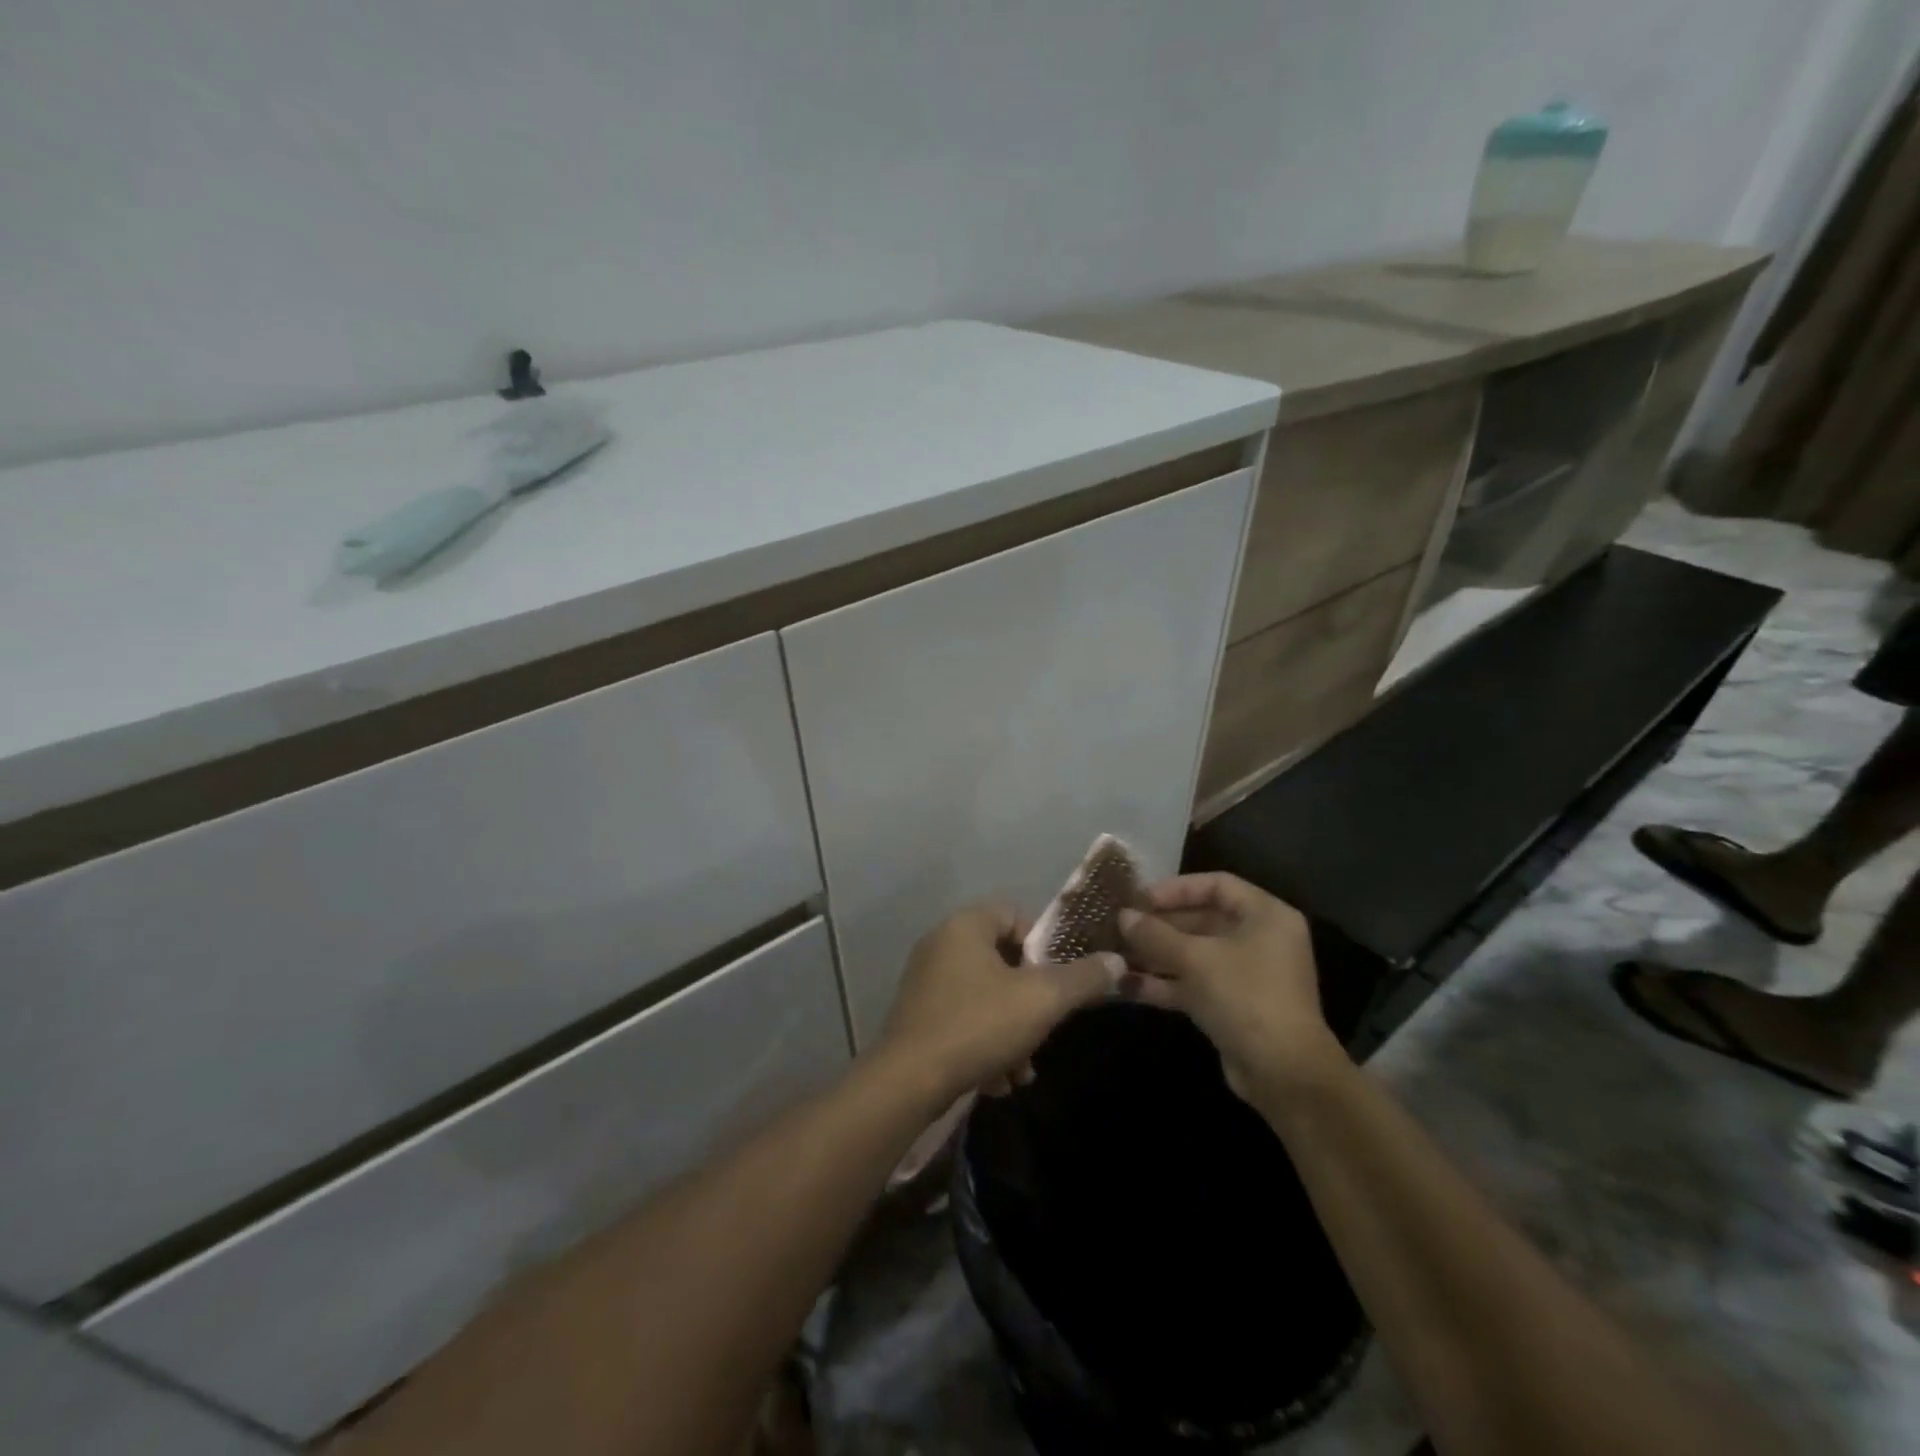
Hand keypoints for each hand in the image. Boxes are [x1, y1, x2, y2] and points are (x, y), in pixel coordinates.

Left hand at [876, 904, 1120, 1103]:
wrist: (906, 1081)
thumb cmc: (978, 1025)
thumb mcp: (1042, 1001)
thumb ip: (1082, 978)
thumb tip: (1116, 960)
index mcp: (965, 925)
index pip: (1015, 915)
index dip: (1042, 947)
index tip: (1055, 983)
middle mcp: (940, 943)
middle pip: (1003, 962)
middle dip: (1029, 1002)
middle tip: (1043, 1033)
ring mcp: (925, 980)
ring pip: (985, 997)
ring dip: (1011, 1032)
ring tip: (1021, 1073)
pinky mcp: (916, 1015)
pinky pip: (962, 1019)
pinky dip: (984, 1044)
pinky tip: (996, 1082)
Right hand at [1117, 874, 1348, 1104]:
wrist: (1284, 1074)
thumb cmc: (1245, 997)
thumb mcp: (1196, 959)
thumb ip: (1156, 934)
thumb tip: (1122, 916)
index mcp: (1265, 916)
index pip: (1216, 885)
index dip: (1175, 889)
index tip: (1139, 898)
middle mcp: (1258, 939)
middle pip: (1201, 920)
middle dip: (1159, 925)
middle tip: (1119, 926)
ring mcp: (1245, 974)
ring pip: (1193, 954)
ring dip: (1155, 954)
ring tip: (1114, 953)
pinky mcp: (1232, 1005)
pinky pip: (1193, 983)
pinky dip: (1163, 983)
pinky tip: (1126, 984)